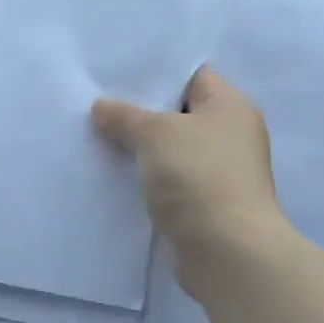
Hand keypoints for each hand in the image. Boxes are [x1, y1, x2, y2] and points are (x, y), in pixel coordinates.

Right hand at [92, 66, 285, 275]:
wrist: (228, 254)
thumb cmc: (199, 177)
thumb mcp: (156, 133)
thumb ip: (125, 115)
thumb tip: (101, 107)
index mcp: (230, 105)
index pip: (190, 73)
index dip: (154, 69)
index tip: (113, 70)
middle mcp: (229, 134)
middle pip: (177, 111)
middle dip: (138, 109)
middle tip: (94, 100)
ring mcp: (218, 171)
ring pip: (169, 148)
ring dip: (138, 146)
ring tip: (93, 134)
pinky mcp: (204, 204)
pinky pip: (166, 179)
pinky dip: (143, 177)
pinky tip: (110, 173)